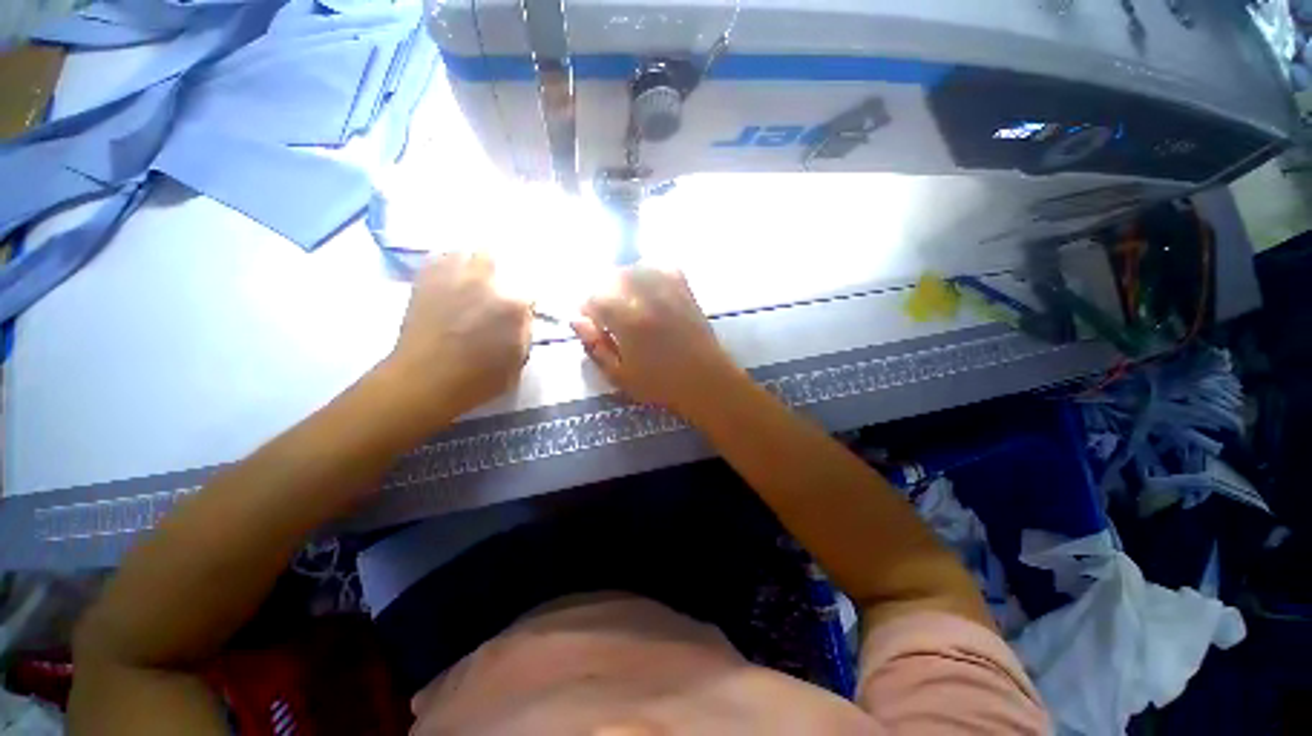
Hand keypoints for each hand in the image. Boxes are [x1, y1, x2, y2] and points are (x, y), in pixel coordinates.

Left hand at [384, 253, 531, 422]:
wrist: (424, 382)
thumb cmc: (478, 379)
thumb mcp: (518, 361)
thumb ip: (525, 333)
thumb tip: (524, 317)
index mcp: (513, 305)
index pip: (530, 290)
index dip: (527, 302)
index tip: (523, 311)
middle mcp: (485, 282)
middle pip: (495, 258)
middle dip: (497, 273)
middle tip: (495, 291)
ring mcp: (452, 277)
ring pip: (465, 252)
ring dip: (471, 264)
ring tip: (470, 281)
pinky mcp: (424, 281)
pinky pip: (437, 258)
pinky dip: (446, 265)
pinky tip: (448, 281)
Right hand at [572, 267, 741, 414]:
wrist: (706, 380)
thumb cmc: (660, 384)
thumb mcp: (619, 376)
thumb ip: (594, 346)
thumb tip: (576, 320)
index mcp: (627, 318)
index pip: (592, 296)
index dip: (587, 312)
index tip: (594, 327)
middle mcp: (646, 294)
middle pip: (610, 277)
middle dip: (603, 296)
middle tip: (610, 319)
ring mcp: (667, 287)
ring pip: (632, 268)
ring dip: (623, 284)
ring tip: (630, 307)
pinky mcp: (684, 286)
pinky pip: (659, 265)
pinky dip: (647, 273)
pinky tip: (649, 293)